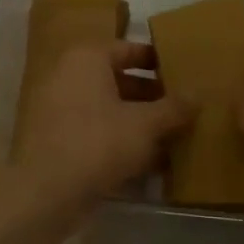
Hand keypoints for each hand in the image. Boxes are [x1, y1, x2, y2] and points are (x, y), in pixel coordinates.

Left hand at [2, 42, 190, 230]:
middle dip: (152, 97)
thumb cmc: (97, 143)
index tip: (183, 73)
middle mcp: (68, 77)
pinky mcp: (56, 141)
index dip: (158, 61)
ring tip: (173, 138)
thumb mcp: (145, 125)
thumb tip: (199, 95)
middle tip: (183, 109)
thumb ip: (174, 108)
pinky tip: (149, 163)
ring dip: (138, 122)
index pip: (129, 49)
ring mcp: (58, 110)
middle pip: (119, 80)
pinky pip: (95, 132)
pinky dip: (120, 142)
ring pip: (108, 109)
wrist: (44, 194)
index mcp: (87, 59)